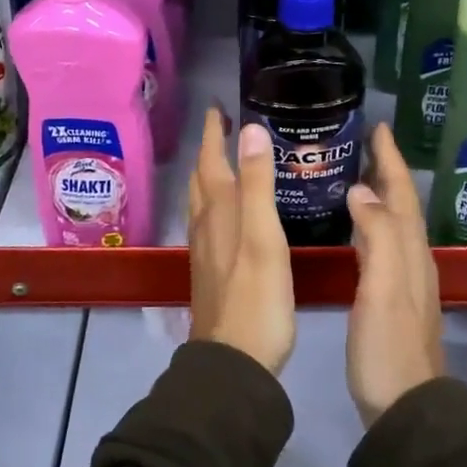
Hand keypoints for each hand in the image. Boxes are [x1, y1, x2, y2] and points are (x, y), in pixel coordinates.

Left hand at [188, 105, 295, 374]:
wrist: (234, 361)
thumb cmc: (256, 298)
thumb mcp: (263, 235)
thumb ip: (258, 183)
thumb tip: (250, 129)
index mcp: (218, 211)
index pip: (211, 160)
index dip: (213, 133)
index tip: (217, 106)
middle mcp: (206, 225)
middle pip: (202, 178)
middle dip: (210, 149)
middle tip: (223, 126)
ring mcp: (206, 251)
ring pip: (202, 201)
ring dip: (210, 175)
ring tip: (224, 161)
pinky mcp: (212, 272)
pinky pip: (210, 223)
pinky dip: (217, 203)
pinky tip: (229, 215)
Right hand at [345, 122, 444, 426]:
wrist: (405, 406)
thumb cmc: (388, 346)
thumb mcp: (383, 288)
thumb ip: (377, 236)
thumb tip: (362, 190)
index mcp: (409, 252)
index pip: (401, 194)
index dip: (390, 161)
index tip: (378, 128)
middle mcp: (413, 260)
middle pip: (402, 205)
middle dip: (387, 171)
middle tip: (367, 143)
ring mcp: (405, 281)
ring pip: (395, 224)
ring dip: (381, 195)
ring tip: (359, 175)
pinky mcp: (393, 299)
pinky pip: (384, 245)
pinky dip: (373, 224)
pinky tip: (357, 229)